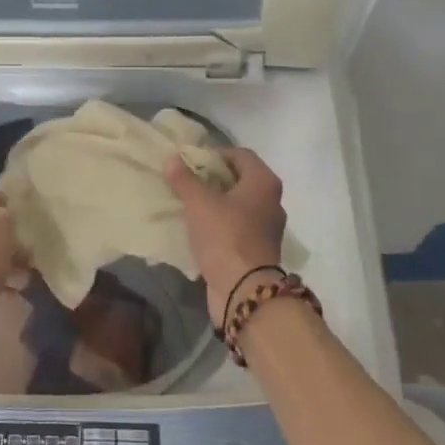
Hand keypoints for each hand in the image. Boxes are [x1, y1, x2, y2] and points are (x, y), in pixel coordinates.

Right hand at [166, 148, 287, 328]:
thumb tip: (172, 158)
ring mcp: (267, 228)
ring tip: (189, 203)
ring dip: (216, 202)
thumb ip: (184, 179)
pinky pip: (237, 227)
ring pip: (238, 205)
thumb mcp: (199, 203)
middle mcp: (272, 201)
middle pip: (240, 180)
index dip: (215, 154)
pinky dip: (220, 224)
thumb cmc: (225, 235)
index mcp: (264, 182)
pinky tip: (199, 228)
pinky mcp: (258, 249)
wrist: (244, 290)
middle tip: (187, 181)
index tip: (191, 161)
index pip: (241, 155)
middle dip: (214, 178)